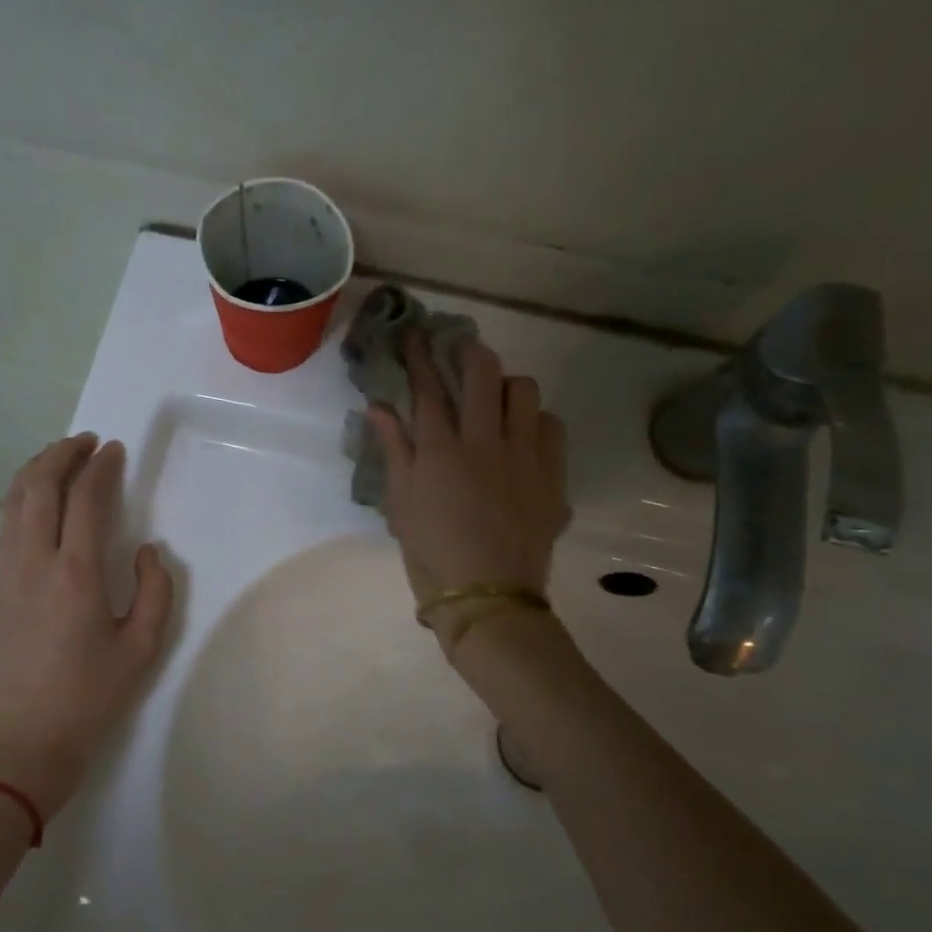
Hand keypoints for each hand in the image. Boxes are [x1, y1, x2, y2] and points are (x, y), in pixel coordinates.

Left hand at [0, 433, 173, 818]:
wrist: (25, 743)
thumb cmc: (91, 698)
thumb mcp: (143, 649)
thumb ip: (156, 590)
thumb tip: (149, 551)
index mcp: (76, 574)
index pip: (86, 498)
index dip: (101, 467)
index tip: (114, 451)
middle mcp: (34, 561)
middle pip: (40, 486)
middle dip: (62, 453)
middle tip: (87, 443)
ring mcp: (5, 573)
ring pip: (13, 501)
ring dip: (36, 470)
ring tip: (60, 459)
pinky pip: (4, 526)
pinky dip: (20, 498)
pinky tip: (36, 502)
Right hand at [368, 335, 568, 658]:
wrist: (488, 597)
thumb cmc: (432, 553)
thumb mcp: (401, 504)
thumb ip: (394, 450)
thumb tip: (378, 406)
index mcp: (441, 451)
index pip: (427, 388)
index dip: (419, 356)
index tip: (415, 334)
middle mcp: (485, 442)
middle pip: (483, 373)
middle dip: (469, 352)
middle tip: (461, 352)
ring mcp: (525, 456)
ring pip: (525, 391)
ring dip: (506, 386)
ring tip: (496, 399)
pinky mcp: (553, 476)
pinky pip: (552, 427)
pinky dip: (536, 421)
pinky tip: (524, 437)